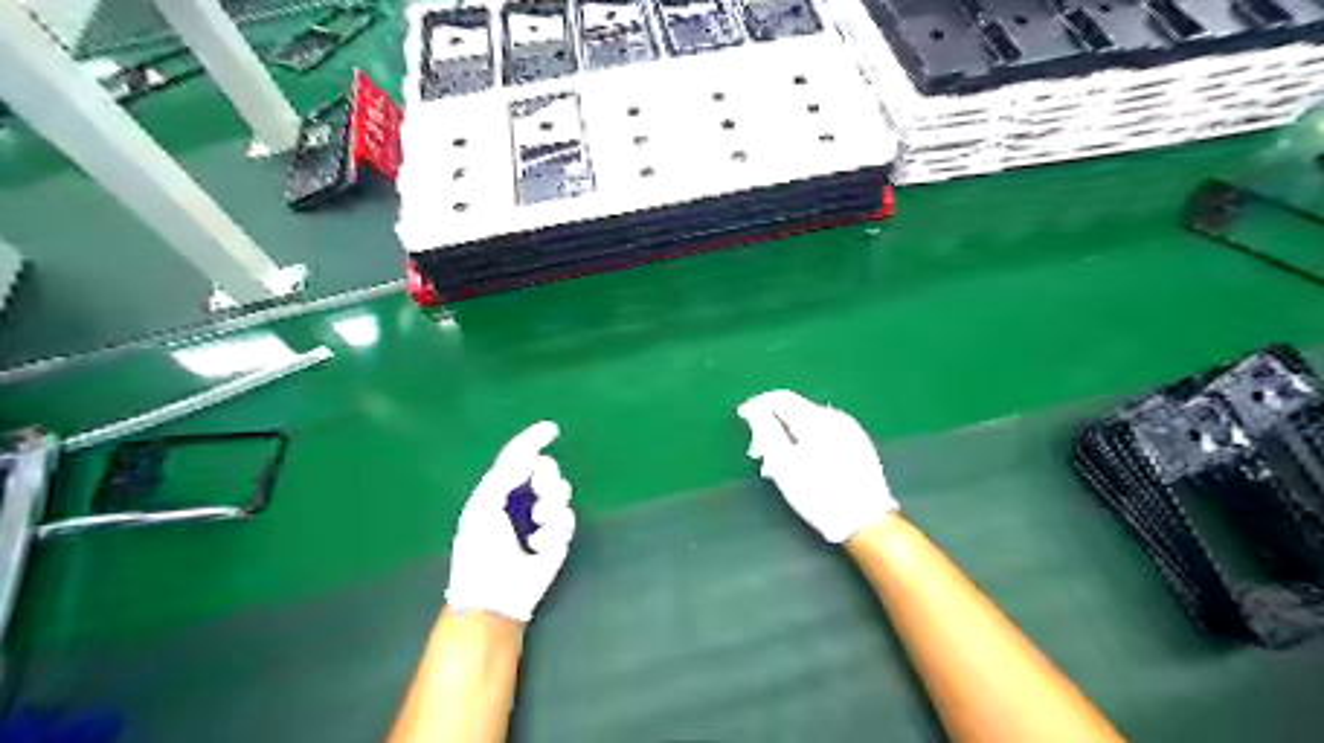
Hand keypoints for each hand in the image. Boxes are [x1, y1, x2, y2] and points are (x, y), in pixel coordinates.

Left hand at [443, 423, 574, 620]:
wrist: (495, 592)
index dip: (533, 440)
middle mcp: (522, 499)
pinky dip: (554, 529)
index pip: (517, 457)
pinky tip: (539, 545)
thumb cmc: (480, 549)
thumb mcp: (484, 505)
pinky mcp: (558, 536)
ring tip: (536, 525)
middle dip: (546, 475)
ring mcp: (541, 517)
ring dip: (550, 504)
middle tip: (539, 487)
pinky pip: (568, 516)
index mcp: (499, 489)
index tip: (551, 429)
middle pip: (546, 469)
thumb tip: (532, 456)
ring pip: (562, 490)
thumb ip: (505, 475)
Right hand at [736, 392, 900, 541]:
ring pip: (808, 424)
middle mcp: (835, 417)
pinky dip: (805, 442)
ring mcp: (850, 430)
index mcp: (816, 419)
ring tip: (777, 465)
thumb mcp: (783, 465)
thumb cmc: (818, 494)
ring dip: (787, 437)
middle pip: (795, 411)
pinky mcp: (858, 445)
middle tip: (757, 453)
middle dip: (771, 426)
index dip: (757, 405)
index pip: (780, 398)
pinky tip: (800, 465)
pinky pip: (824, 434)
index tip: (741, 416)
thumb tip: (755, 411)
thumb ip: (766, 432)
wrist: (865, 521)